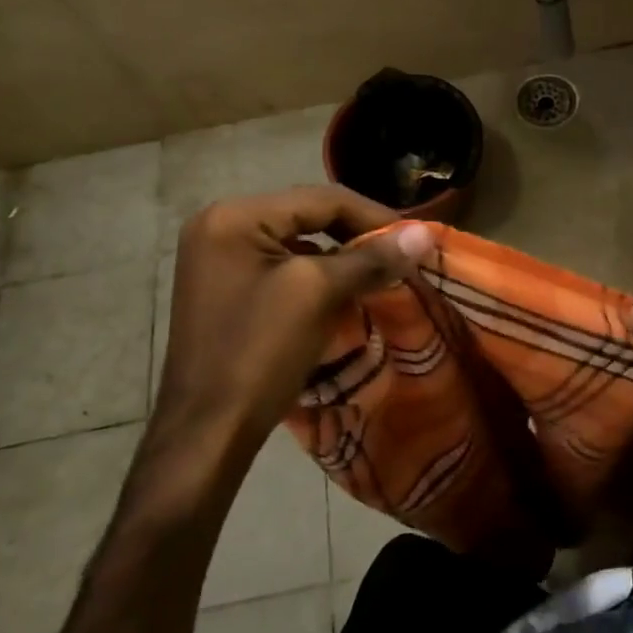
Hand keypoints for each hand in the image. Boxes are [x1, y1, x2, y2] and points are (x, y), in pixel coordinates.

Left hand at [153, 185, 432, 446]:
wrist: (208, 434)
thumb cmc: (259, 353)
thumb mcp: (319, 294)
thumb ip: (371, 257)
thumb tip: (425, 233)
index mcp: (234, 216)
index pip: (321, 198)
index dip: (374, 216)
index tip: (417, 237)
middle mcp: (220, 224)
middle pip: (308, 215)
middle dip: (358, 234)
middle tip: (403, 253)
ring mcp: (218, 257)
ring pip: (298, 240)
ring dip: (341, 254)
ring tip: (381, 270)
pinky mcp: (225, 286)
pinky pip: (282, 264)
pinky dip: (317, 272)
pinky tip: (344, 289)